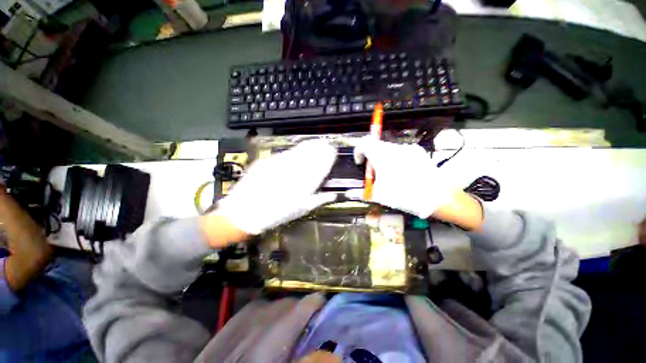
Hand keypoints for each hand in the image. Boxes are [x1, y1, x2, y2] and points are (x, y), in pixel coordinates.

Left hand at [214, 140, 337, 235]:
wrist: (244, 211)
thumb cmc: (276, 214)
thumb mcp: (301, 210)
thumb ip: (319, 200)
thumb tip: (332, 196)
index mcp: (305, 183)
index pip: (321, 166)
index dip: (328, 157)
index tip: (332, 151)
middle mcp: (294, 170)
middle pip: (310, 155)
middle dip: (320, 148)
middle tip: (325, 144)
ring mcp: (280, 164)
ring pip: (297, 152)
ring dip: (308, 147)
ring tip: (314, 143)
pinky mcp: (268, 161)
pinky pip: (284, 154)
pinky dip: (292, 151)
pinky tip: (295, 151)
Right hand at [348, 137, 455, 218]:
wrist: (438, 197)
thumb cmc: (405, 195)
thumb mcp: (380, 195)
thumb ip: (363, 192)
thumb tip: (351, 193)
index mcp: (382, 156)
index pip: (363, 143)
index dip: (358, 151)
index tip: (360, 163)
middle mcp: (394, 148)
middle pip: (376, 146)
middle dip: (371, 158)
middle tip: (374, 174)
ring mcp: (408, 148)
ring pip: (388, 149)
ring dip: (383, 159)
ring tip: (389, 176)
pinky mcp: (419, 152)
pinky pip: (401, 152)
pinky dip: (395, 160)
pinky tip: (403, 174)